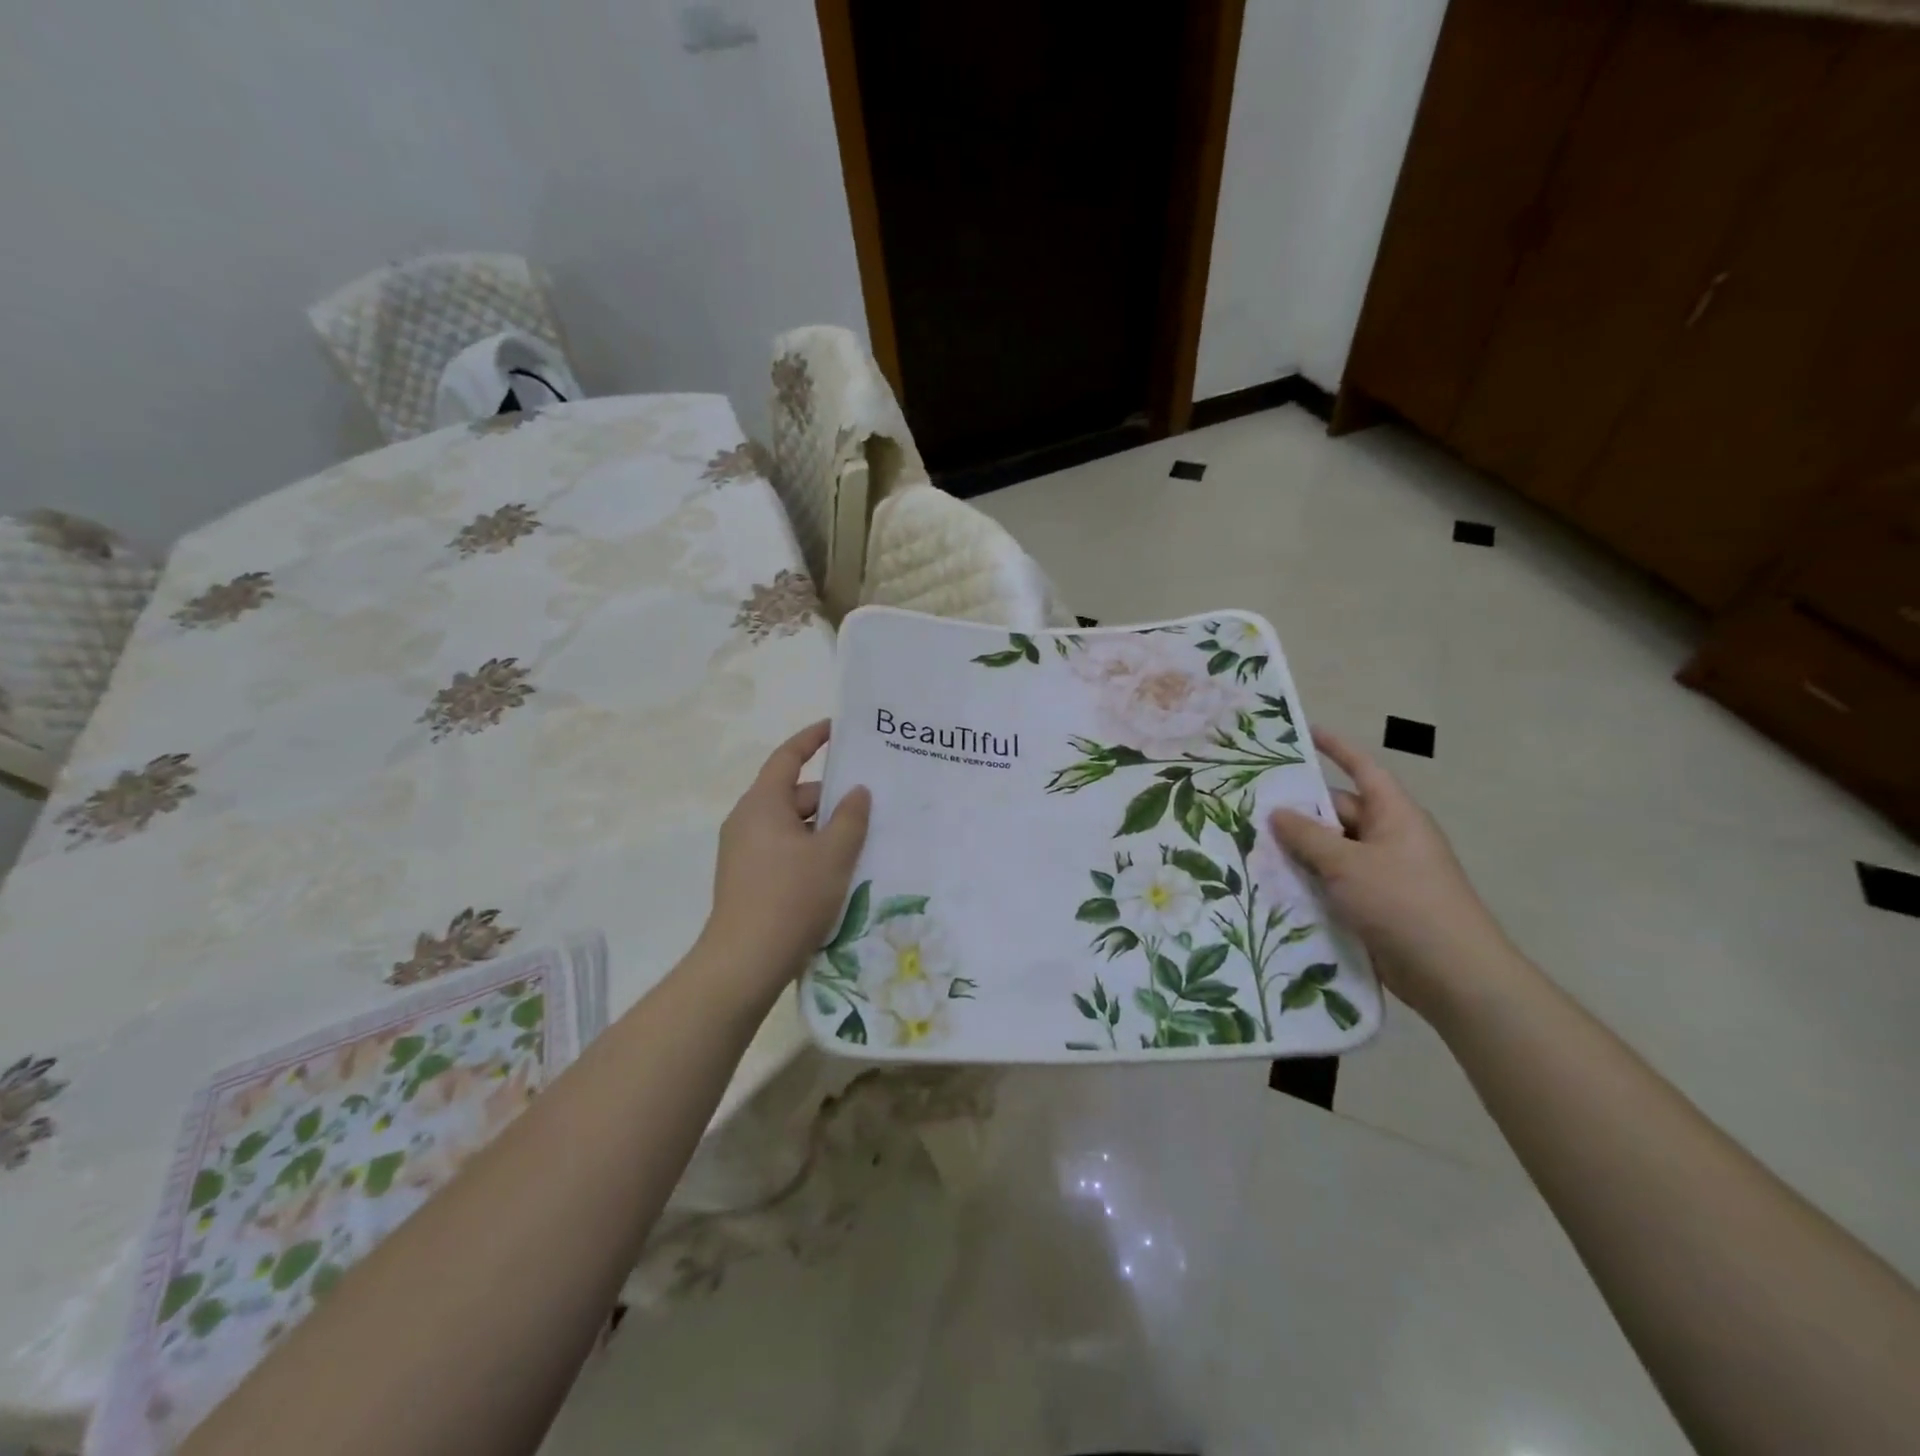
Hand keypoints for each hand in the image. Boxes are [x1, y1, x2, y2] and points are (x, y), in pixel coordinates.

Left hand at [699, 720, 870, 998]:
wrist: (745, 962)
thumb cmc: (791, 898)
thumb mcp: (832, 854)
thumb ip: (851, 817)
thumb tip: (857, 791)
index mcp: (763, 804)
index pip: (788, 757)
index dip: (813, 739)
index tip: (838, 729)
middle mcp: (747, 820)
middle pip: (794, 794)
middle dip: (831, 797)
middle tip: (871, 804)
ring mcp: (744, 851)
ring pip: (792, 826)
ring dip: (823, 828)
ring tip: (862, 840)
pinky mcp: (747, 878)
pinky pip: (784, 849)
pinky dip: (810, 850)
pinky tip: (837, 870)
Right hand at [1268, 729, 1521, 1023]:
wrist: (1453, 975)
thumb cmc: (1403, 903)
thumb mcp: (1348, 864)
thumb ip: (1308, 836)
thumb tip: (1278, 812)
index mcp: (1394, 815)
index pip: (1362, 769)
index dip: (1336, 749)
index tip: (1305, 733)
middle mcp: (1389, 838)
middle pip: (1338, 813)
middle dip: (1299, 813)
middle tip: (1251, 809)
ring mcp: (1383, 873)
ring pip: (1332, 851)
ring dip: (1299, 852)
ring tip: (1250, 847)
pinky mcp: (1375, 905)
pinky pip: (1335, 883)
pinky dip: (1309, 882)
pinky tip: (1274, 887)